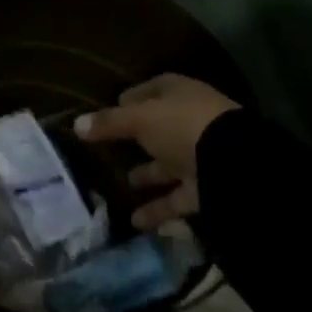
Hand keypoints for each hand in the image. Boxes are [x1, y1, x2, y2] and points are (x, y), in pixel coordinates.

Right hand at [73, 74, 238, 229]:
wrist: (234, 164)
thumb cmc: (181, 125)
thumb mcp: (139, 119)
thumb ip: (109, 123)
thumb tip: (76, 124)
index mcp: (177, 93)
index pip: (149, 91)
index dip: (128, 100)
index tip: (105, 115)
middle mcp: (189, 120)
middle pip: (157, 128)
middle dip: (135, 140)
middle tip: (107, 151)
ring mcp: (200, 154)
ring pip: (167, 164)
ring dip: (146, 175)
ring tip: (120, 185)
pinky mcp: (206, 187)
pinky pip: (176, 197)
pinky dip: (157, 209)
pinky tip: (134, 220)